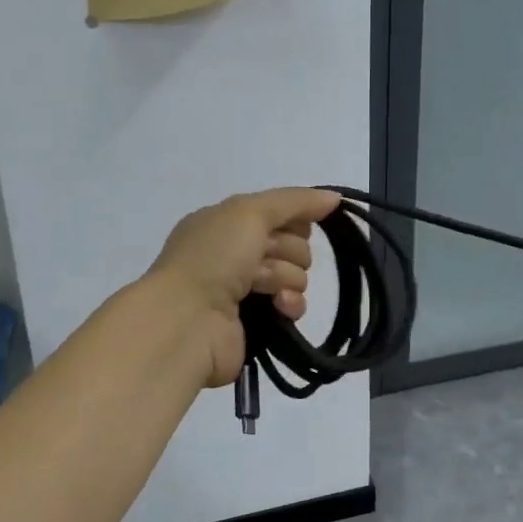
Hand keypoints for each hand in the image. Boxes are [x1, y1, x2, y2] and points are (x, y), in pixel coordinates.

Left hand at [146, 187, 341, 387]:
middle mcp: (233, 254)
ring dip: (287, 278)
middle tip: (267, 259)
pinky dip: (290, 304)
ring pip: (295, 276)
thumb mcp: (250, 212)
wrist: (187, 320)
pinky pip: (291, 306)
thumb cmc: (214, 257)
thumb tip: (334, 198)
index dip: (294, 219)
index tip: (299, 226)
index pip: (278, 214)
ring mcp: (244, 291)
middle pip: (291, 245)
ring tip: (266, 287)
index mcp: (225, 224)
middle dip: (289, 251)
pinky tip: (279, 307)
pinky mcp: (257, 323)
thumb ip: (295, 201)